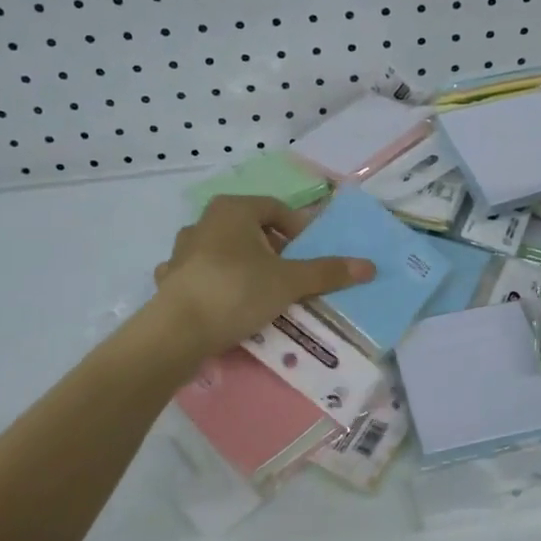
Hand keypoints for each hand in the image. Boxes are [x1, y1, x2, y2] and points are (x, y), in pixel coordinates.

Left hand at [150, 195, 374, 360]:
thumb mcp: (289, 282)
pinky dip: (217, 286)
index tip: (311, 254)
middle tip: (292, 275)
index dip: (299, 229)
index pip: (276, 209)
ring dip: (245, 267)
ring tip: (263, 293)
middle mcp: (204, 222)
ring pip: (224, 253)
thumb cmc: (237, 291)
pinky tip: (226, 305)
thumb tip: (370, 266)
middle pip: (250, 230)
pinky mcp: (171, 280)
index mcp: (233, 210)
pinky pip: (202, 276)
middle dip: (273, 250)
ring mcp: (182, 251)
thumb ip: (327, 272)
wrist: (177, 332)